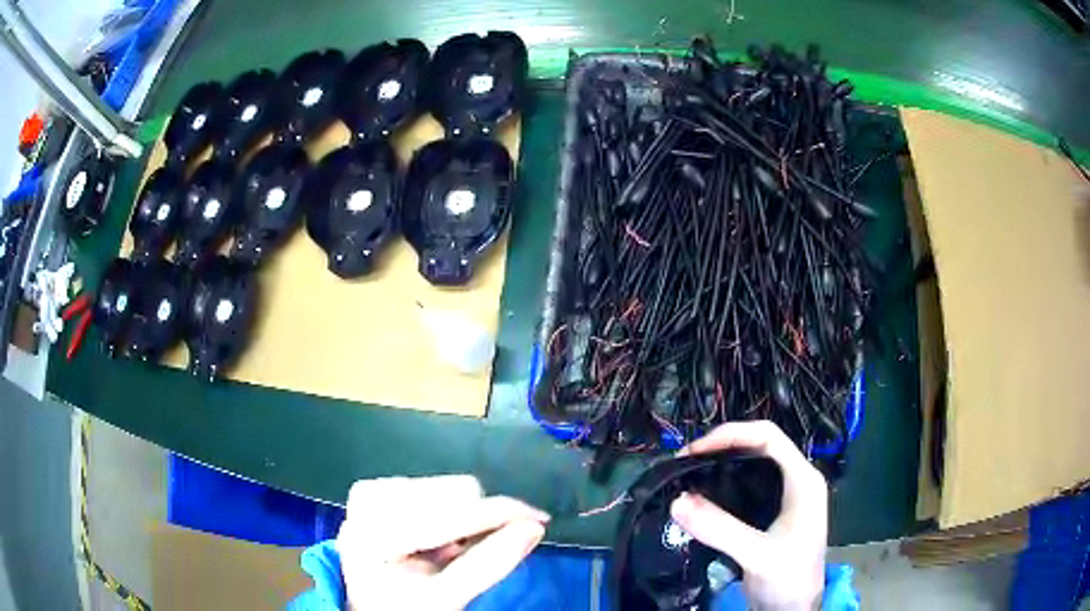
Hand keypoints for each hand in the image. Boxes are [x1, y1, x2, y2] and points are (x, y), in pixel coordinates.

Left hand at [338, 475, 548, 609]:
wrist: (371, 610)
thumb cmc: (405, 609)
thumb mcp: (446, 598)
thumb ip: (489, 564)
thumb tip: (535, 528)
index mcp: (376, 532)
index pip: (452, 515)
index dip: (502, 515)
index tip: (540, 519)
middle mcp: (369, 501)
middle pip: (454, 492)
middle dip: (476, 525)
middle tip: (468, 556)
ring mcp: (371, 491)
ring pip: (449, 487)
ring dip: (463, 520)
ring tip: (447, 552)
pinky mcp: (377, 489)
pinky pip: (436, 489)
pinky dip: (449, 516)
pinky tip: (435, 539)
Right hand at [670, 421, 827, 610]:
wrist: (793, 609)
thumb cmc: (789, 578)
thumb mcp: (757, 555)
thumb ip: (720, 529)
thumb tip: (677, 501)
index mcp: (803, 480)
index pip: (768, 437)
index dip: (731, 435)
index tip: (694, 450)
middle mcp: (796, 480)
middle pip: (759, 446)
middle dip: (722, 447)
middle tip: (685, 462)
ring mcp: (785, 496)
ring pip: (751, 465)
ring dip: (721, 464)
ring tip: (689, 473)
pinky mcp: (771, 512)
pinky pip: (745, 486)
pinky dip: (723, 484)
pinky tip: (702, 496)